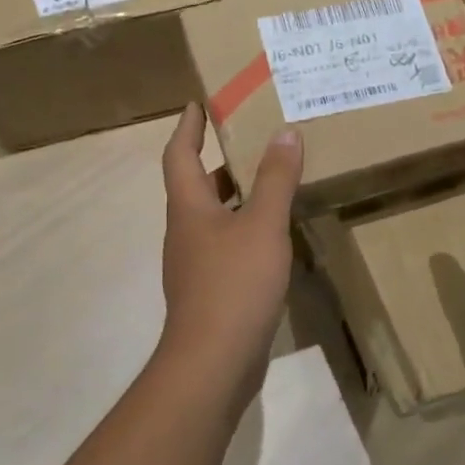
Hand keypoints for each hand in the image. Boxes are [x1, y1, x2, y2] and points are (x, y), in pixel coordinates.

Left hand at [156, 104, 301, 400]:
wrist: (213, 361)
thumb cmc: (234, 284)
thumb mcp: (262, 226)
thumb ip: (275, 180)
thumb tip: (285, 132)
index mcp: (189, 207)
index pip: (179, 154)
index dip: (188, 126)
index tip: (198, 102)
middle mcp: (185, 231)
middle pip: (195, 184)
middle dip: (217, 159)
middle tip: (249, 136)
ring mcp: (195, 264)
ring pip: (213, 217)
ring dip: (235, 195)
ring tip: (269, 180)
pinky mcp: (210, 291)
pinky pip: (226, 246)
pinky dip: (245, 229)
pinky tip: (272, 235)